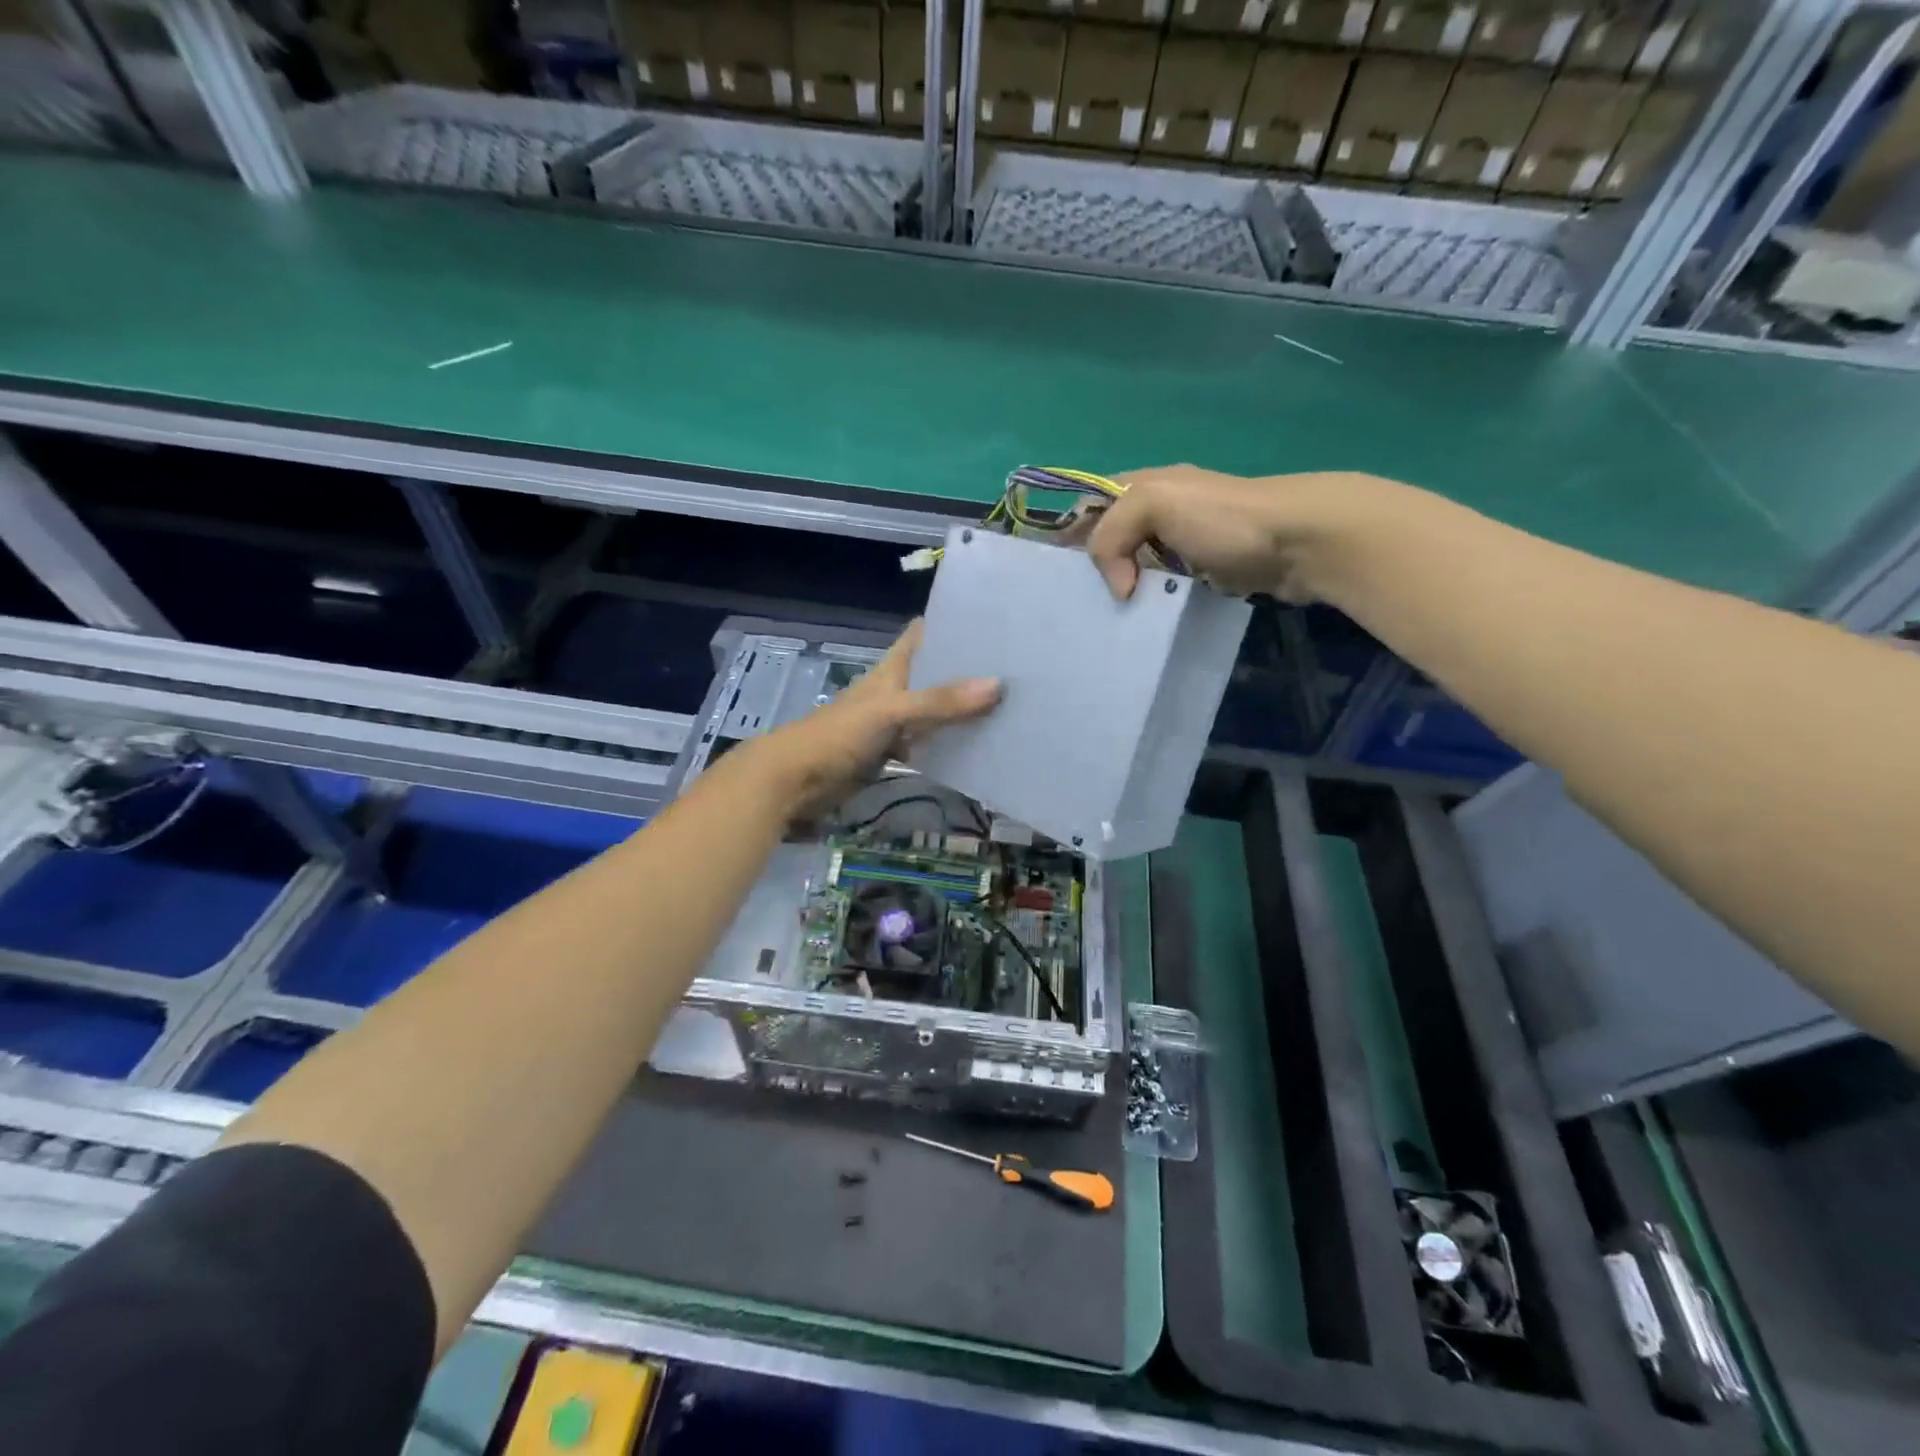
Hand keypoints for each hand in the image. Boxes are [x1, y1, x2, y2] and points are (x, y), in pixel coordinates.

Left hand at [741, 620, 999, 823]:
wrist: (795, 781)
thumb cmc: (838, 735)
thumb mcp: (891, 712)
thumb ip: (940, 701)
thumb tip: (998, 685)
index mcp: (891, 669)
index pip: (922, 635)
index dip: (951, 623)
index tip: (992, 619)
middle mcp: (894, 691)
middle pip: (935, 673)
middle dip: (968, 669)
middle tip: (1016, 667)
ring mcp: (892, 724)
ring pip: (934, 710)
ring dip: (962, 708)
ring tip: (1010, 704)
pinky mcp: (889, 754)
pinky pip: (926, 744)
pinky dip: (948, 743)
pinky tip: (978, 745)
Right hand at [1085, 465, 1405, 601]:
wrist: (1301, 541)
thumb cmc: (1224, 518)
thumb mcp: (1156, 504)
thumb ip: (1113, 534)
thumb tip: (1119, 588)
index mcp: (1142, 485)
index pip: (1088, 507)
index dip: (1066, 536)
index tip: (1050, 578)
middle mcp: (1159, 512)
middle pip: (1110, 541)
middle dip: (1090, 571)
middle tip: (1074, 608)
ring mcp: (1183, 543)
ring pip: (1135, 569)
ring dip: (1119, 592)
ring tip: (1101, 623)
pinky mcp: (1204, 573)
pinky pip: (1163, 590)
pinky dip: (1149, 605)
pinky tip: (1139, 625)